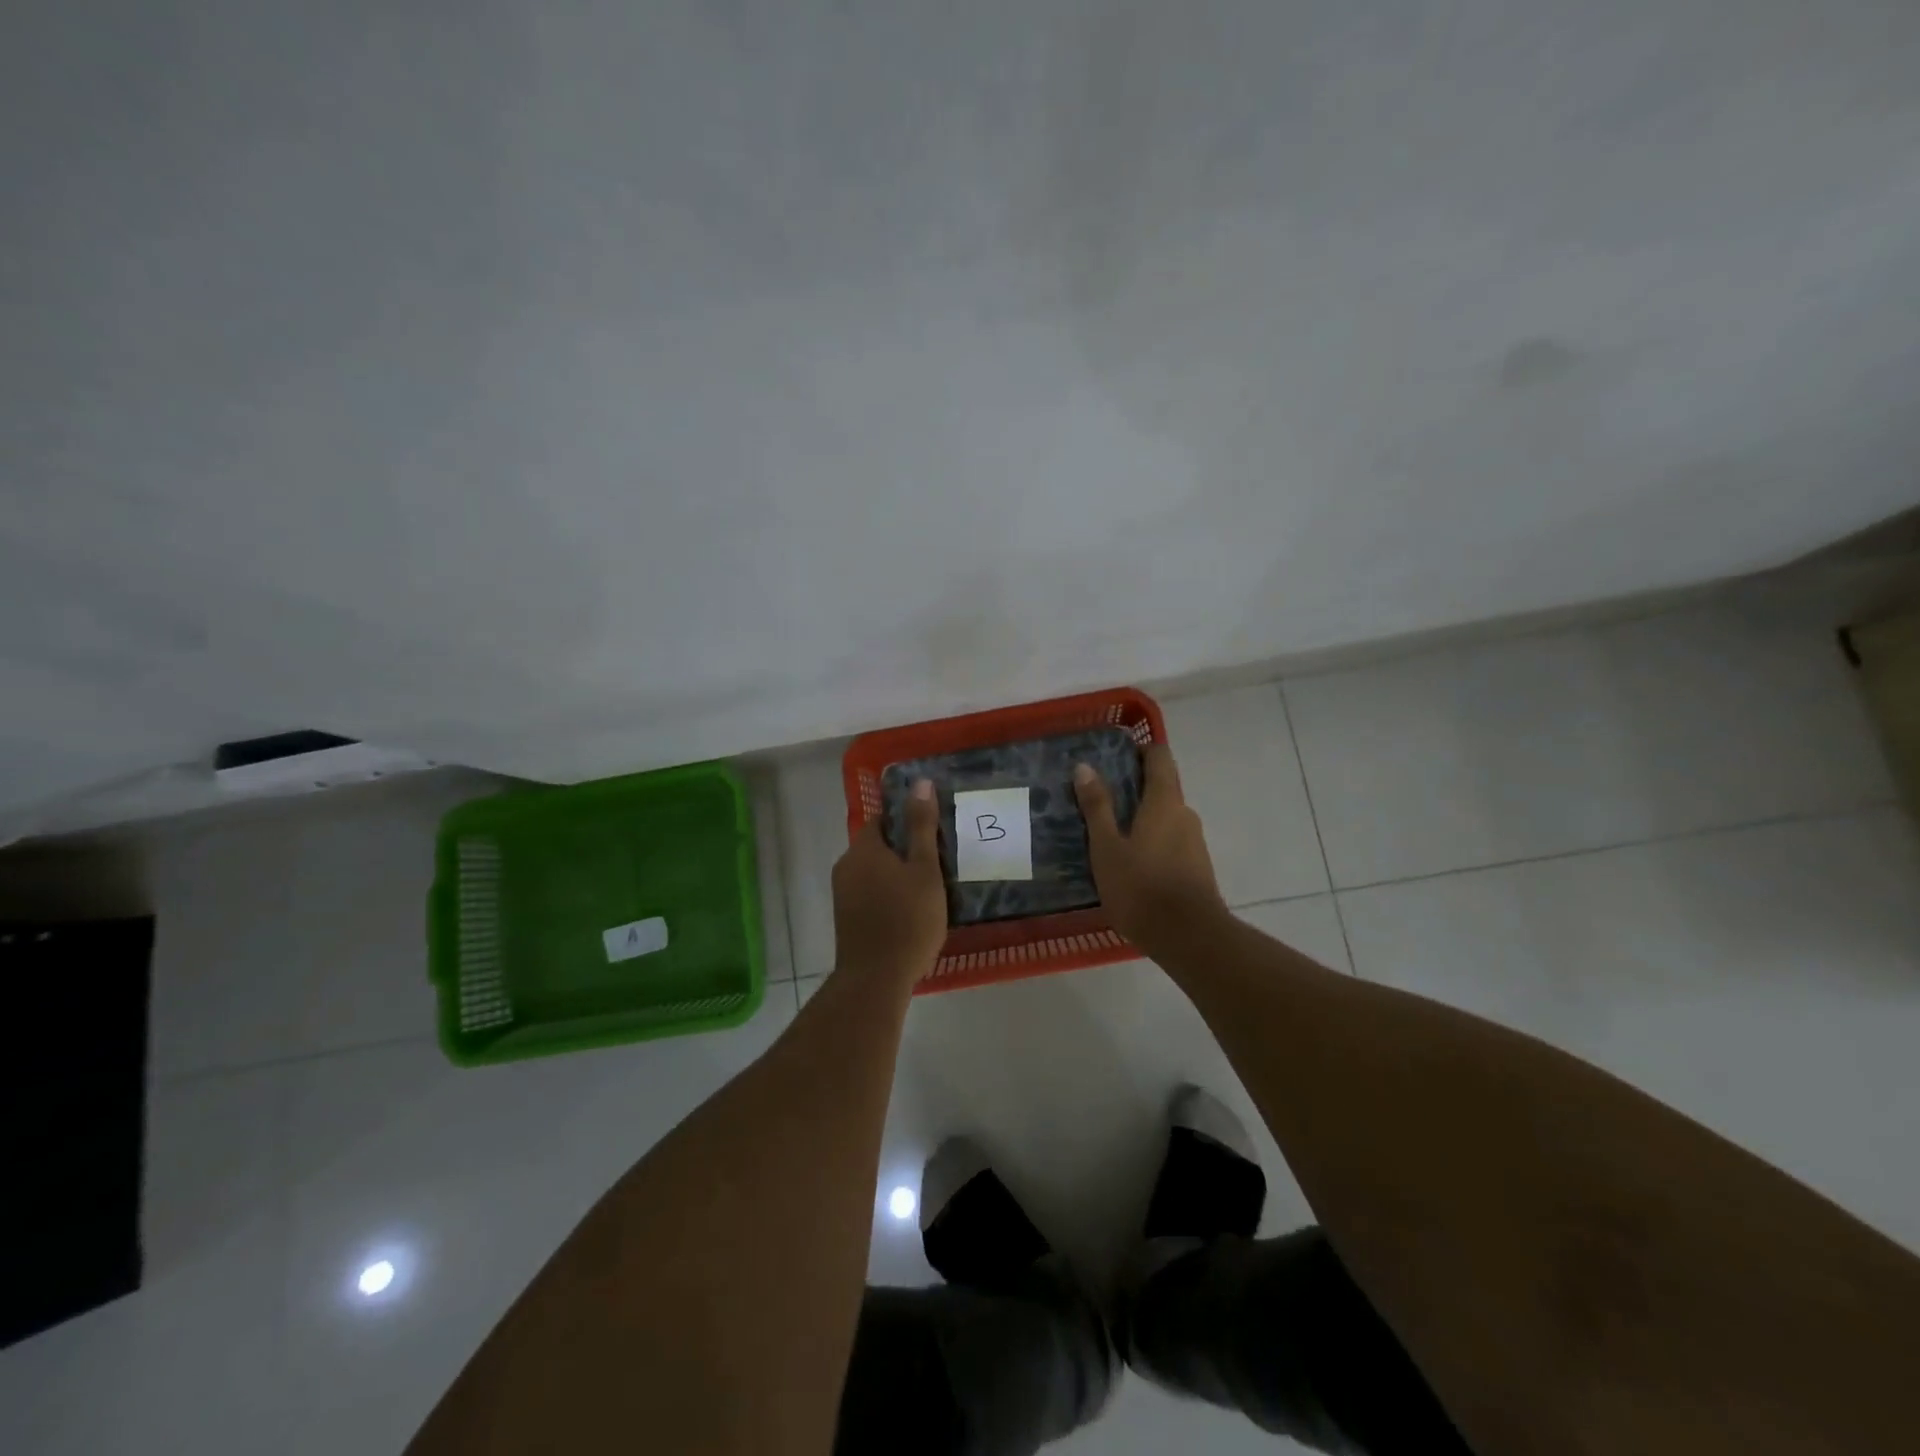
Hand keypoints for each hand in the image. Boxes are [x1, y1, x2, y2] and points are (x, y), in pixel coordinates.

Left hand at [831, 778, 947, 984]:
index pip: (881, 820)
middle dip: (903, 850)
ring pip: (873, 872)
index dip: (906, 822)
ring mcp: (842, 895)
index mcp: (863, 849)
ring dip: (896, 875)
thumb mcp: (924, 869)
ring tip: (928, 888)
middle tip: (936, 862)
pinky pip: (869, 894)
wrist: (876, 979)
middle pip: (876, 846)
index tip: (932, 833)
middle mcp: (846, 866)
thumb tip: (920, 782)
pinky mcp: (846, 919)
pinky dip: (887, 895)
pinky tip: (910, 911)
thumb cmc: (907, 919)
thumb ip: (922, 826)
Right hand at [1075, 744, 1224, 953]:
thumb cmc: (1141, 888)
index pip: (1160, 757)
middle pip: (1163, 787)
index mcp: (1165, 802)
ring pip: (1166, 817)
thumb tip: (1085, 767)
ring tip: (1109, 835)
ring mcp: (1195, 842)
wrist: (1189, 938)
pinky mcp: (1197, 867)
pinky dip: (1152, 841)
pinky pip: (1171, 841)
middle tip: (1100, 799)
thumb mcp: (1107, 848)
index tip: (1114, 758)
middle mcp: (1185, 814)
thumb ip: (1097, 807)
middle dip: (1135, 787)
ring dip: (1142, 817)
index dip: (1140, 750)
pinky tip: (1130, 863)